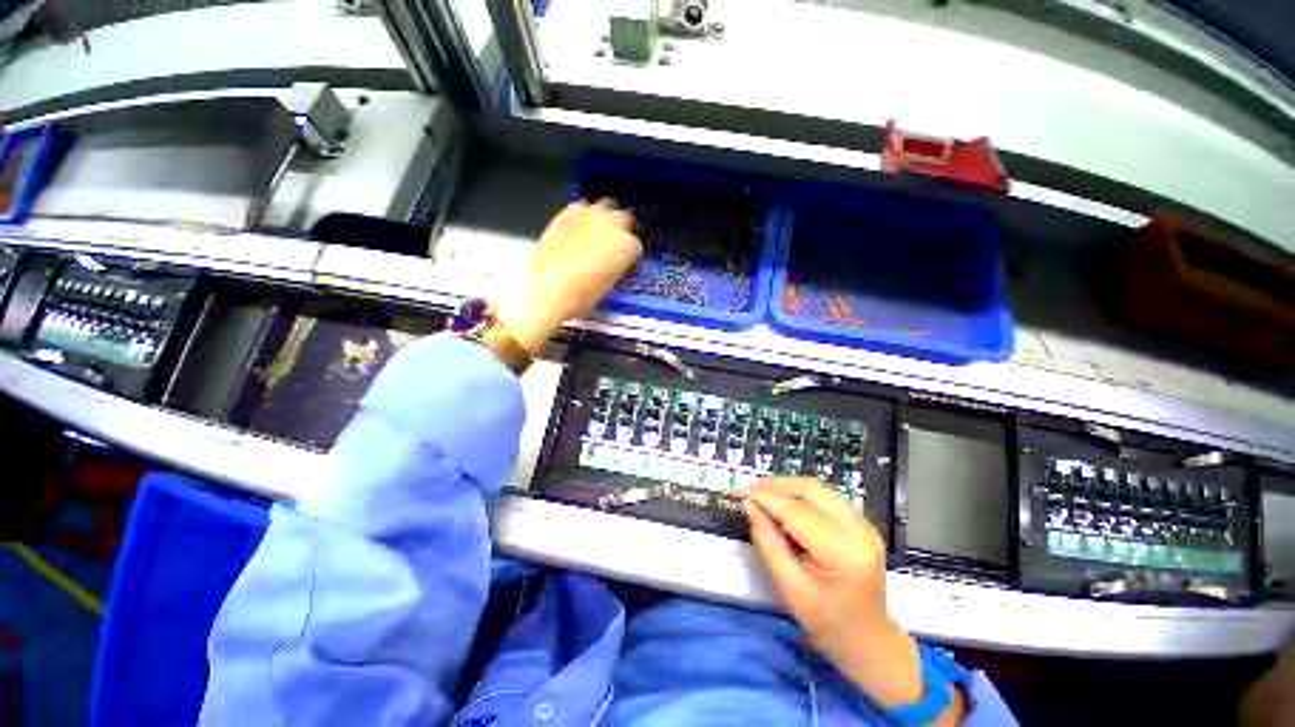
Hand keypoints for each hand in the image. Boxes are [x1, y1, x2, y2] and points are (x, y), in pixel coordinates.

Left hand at [496, 200, 641, 353]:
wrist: (549, 289)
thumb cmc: (583, 295)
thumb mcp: (610, 284)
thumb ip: (618, 266)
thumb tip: (616, 261)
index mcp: (627, 246)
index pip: (636, 245)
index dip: (629, 255)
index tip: (624, 261)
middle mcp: (613, 224)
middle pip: (625, 219)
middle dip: (622, 230)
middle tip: (612, 244)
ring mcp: (591, 214)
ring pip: (605, 206)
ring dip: (604, 218)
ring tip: (595, 233)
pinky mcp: (568, 211)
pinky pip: (581, 207)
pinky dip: (583, 215)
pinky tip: (577, 229)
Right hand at [744, 478, 926, 708]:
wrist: (868, 640)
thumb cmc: (826, 622)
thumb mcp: (788, 586)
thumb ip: (767, 541)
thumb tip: (750, 505)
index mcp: (843, 552)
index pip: (798, 513)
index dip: (767, 499)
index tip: (742, 493)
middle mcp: (859, 530)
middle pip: (812, 490)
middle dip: (778, 486)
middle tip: (752, 490)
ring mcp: (864, 524)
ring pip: (819, 489)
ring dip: (789, 488)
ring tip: (764, 494)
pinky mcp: (862, 523)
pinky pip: (826, 497)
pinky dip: (802, 495)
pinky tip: (785, 504)